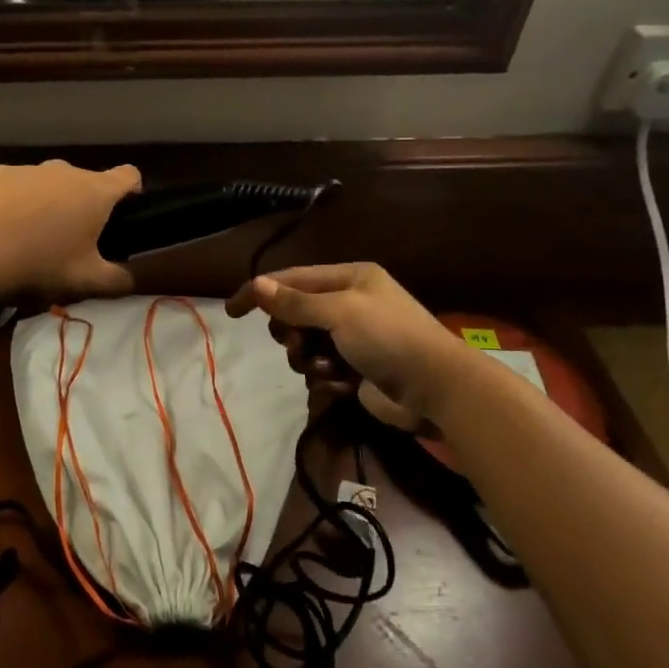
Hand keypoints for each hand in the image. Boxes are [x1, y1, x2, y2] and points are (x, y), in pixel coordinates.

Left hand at [0, 160, 140, 299]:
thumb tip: (129, 280)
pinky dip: (7, 207)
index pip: (127, 176)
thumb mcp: (84, 281)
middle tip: (68, 243)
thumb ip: (115, 281)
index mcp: (92, 191)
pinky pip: (7, 190)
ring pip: (42, 185)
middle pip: (81, 183)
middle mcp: (61, 170)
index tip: (123, 213)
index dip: (131, 191)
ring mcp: (22, 170)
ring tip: (25, 242)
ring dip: (42, 206)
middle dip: (79, 207)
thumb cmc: (37, 264)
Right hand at [226, 263, 471, 433]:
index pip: (292, 279)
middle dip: (290, 332)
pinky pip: (320, 370)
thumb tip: (256, 285)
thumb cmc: (388, 337)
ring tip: (328, 368)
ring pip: (304, 346)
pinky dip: (325, 378)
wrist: (437, 389)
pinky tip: (342, 384)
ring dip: (308, 359)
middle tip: (298, 343)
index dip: (260, 292)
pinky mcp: (354, 371)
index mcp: (349, 278)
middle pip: (294, 314)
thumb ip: (295, 302)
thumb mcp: (339, 312)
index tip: (232, 311)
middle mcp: (349, 304)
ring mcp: (353, 339)